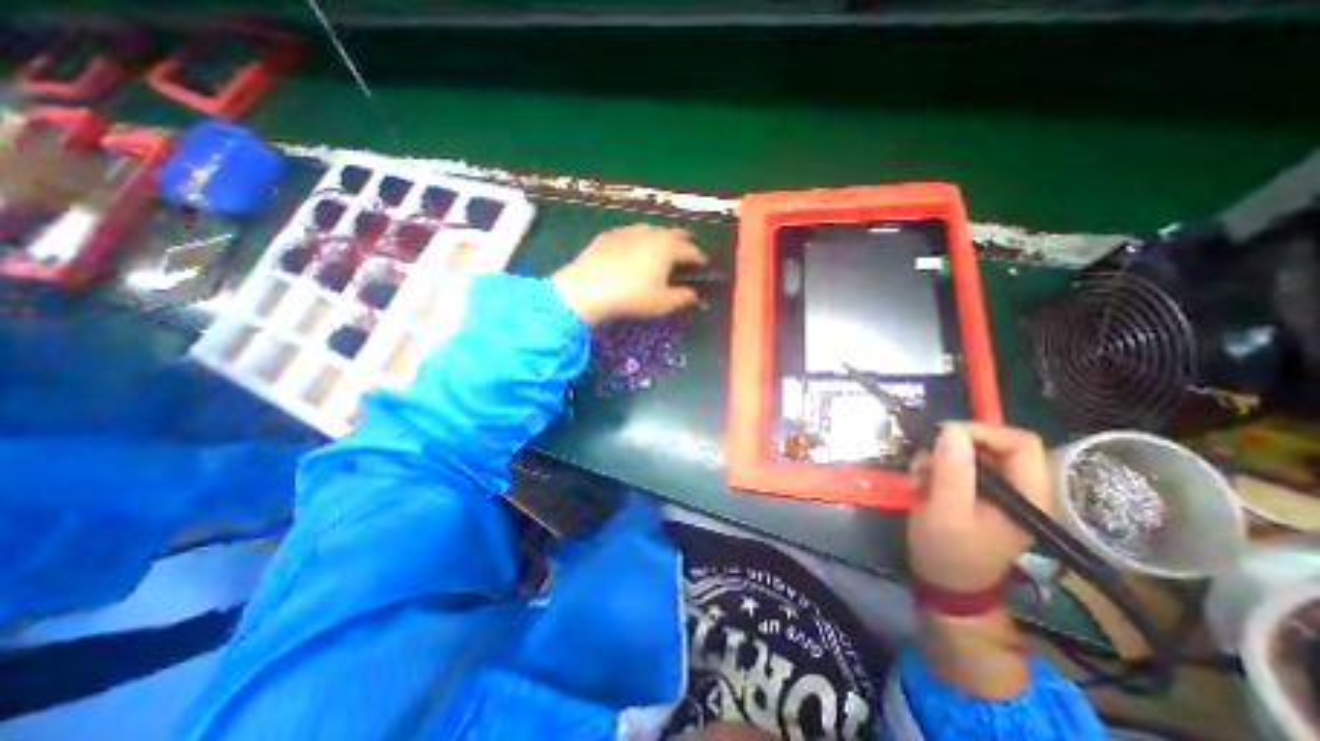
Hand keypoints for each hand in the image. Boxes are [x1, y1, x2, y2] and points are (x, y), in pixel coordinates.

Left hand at [553, 222, 706, 322]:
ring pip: (651, 230)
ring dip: (660, 237)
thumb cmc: (632, 296)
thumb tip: (695, 295)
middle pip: (672, 233)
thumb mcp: (662, 303)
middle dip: (683, 240)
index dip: (699, 258)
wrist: (587, 288)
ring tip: (662, 245)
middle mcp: (651, 233)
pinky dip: (638, 239)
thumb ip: (683, 298)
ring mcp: (627, 231)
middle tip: (689, 246)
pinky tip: (633, 247)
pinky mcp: (608, 236)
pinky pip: (630, 234)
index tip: (704, 264)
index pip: (690, 251)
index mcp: (668, 247)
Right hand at [908, 427, 1053, 593]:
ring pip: (970, 452)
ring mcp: (997, 490)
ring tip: (918, 476)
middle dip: (952, 446)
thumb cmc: (948, 551)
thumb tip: (951, 429)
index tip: (943, 436)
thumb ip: (951, 472)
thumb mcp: (945, 511)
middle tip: (923, 460)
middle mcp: (1018, 487)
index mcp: (1028, 494)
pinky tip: (920, 481)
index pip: (1021, 442)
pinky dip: (935, 466)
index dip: (983, 431)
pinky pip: (958, 464)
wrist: (944, 582)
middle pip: (993, 443)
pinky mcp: (977, 492)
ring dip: (938, 457)